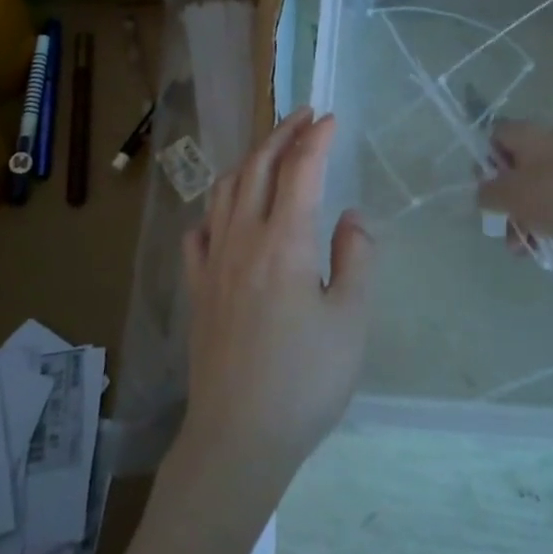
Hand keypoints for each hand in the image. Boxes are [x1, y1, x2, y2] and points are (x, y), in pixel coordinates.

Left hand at [176, 108, 373, 501]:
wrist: (238, 438)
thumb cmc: (305, 381)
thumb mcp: (350, 320)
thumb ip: (355, 258)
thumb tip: (351, 216)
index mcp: (284, 243)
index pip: (300, 171)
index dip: (317, 139)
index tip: (332, 118)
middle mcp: (242, 240)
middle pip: (258, 168)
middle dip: (281, 134)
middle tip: (303, 116)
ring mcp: (213, 264)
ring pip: (225, 192)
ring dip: (249, 161)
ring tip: (269, 150)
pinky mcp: (197, 290)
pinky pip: (199, 233)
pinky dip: (215, 210)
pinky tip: (224, 215)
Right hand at [477, 119, 552, 246]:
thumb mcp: (509, 195)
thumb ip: (487, 194)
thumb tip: (484, 194)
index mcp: (528, 133)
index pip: (495, 135)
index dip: (484, 161)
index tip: (484, 188)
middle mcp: (550, 141)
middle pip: (515, 166)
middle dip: (505, 199)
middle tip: (500, 224)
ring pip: (537, 188)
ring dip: (523, 216)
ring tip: (519, 247)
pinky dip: (547, 220)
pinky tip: (541, 246)